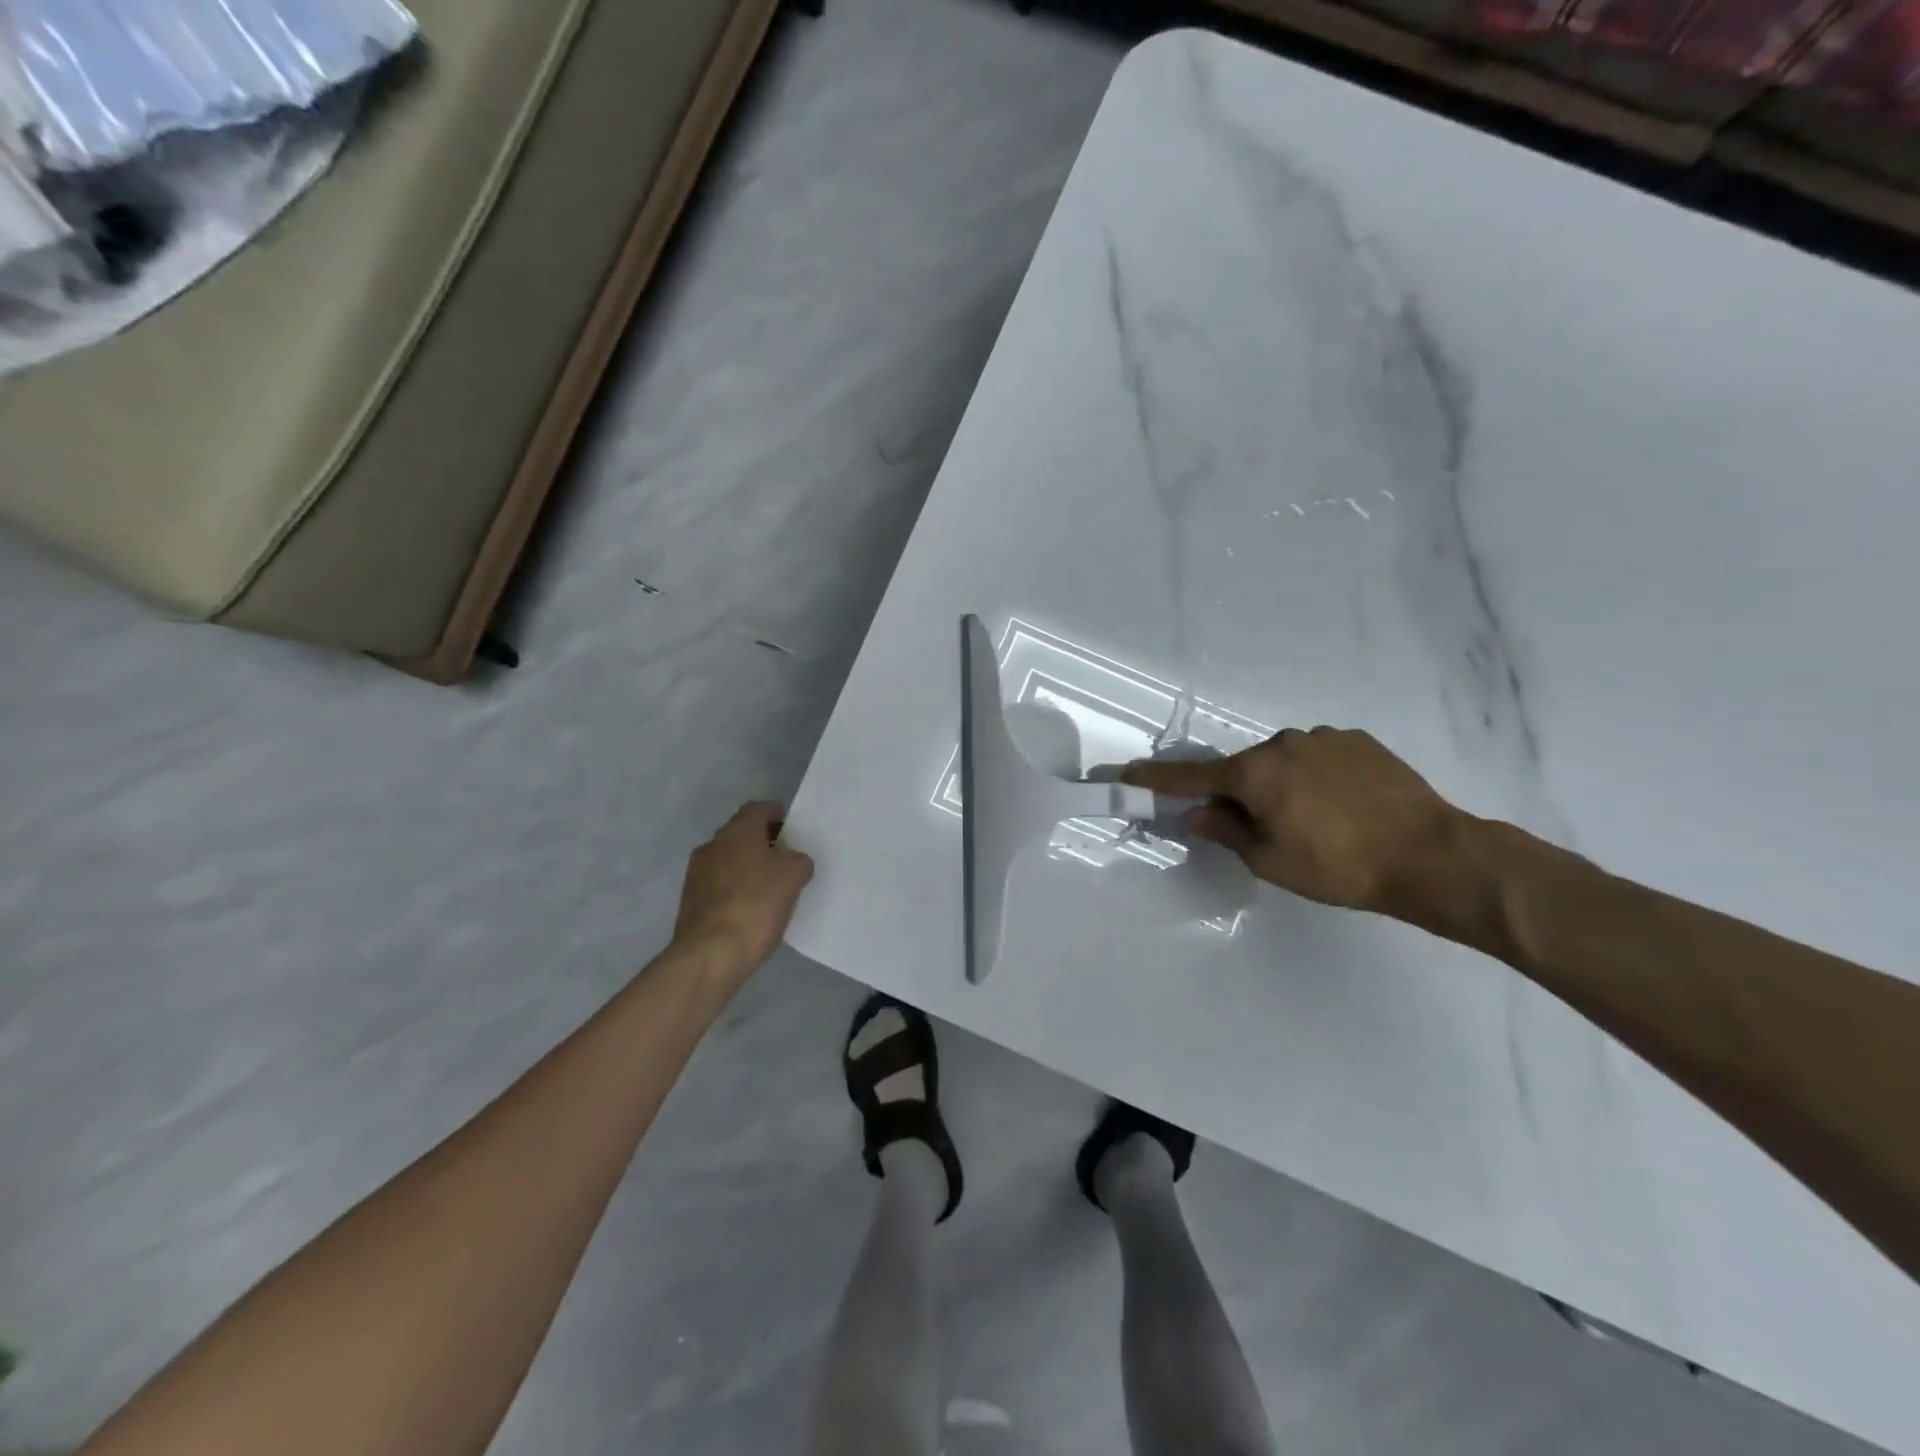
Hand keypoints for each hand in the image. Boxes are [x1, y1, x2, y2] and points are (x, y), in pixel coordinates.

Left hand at [673, 802, 814, 973]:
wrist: (710, 954)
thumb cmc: (756, 905)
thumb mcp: (794, 877)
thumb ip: (798, 860)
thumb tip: (792, 860)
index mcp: (738, 830)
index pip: (760, 808)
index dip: (779, 815)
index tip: (794, 831)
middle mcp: (713, 844)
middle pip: (742, 833)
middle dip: (764, 843)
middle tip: (787, 860)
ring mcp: (696, 873)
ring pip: (729, 859)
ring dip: (748, 867)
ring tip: (771, 888)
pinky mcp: (690, 900)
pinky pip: (719, 884)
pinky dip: (735, 889)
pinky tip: (751, 909)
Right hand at [1122, 728, 1463, 914]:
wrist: (1431, 854)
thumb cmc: (1338, 866)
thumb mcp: (1270, 860)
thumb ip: (1225, 831)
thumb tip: (1195, 812)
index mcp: (1254, 773)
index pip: (1192, 777)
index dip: (1157, 780)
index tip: (1128, 774)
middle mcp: (1282, 744)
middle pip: (1244, 768)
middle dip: (1242, 793)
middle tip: (1265, 830)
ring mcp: (1323, 737)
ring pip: (1283, 761)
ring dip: (1283, 784)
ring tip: (1317, 821)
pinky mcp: (1358, 740)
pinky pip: (1319, 756)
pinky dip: (1316, 776)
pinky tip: (1343, 805)